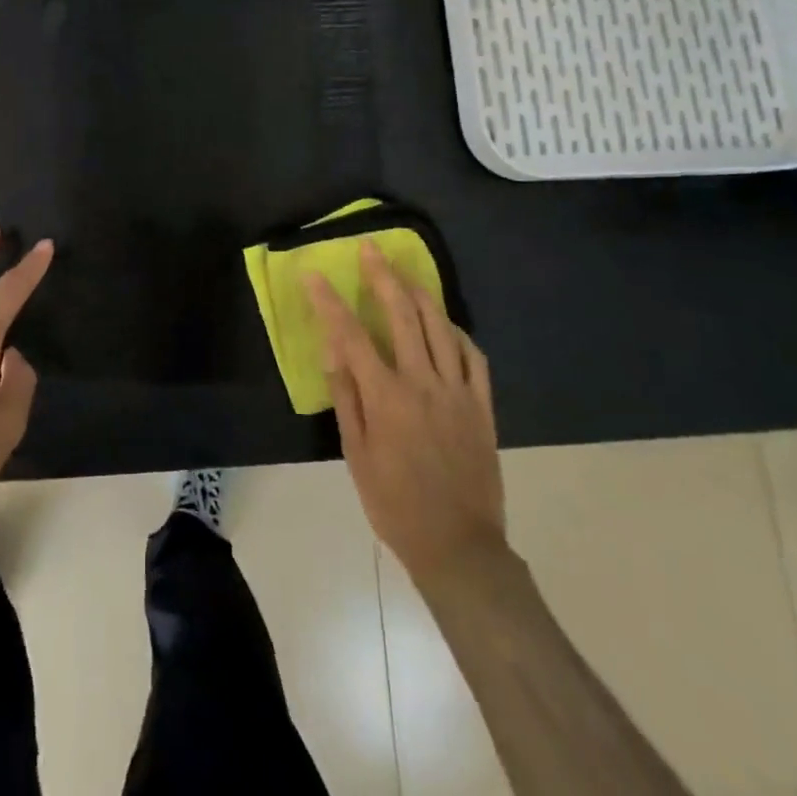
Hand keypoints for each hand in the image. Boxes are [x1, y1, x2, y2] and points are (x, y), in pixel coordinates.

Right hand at [306, 242, 505, 588]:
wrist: (459, 547)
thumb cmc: (396, 505)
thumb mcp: (357, 456)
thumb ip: (347, 399)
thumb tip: (333, 352)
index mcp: (386, 397)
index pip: (352, 335)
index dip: (330, 301)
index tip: (314, 274)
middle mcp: (423, 383)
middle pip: (402, 315)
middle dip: (382, 276)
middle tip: (370, 248)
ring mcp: (458, 391)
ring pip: (440, 325)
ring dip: (420, 292)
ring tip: (404, 272)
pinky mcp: (482, 405)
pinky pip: (473, 355)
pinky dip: (456, 331)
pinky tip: (444, 323)